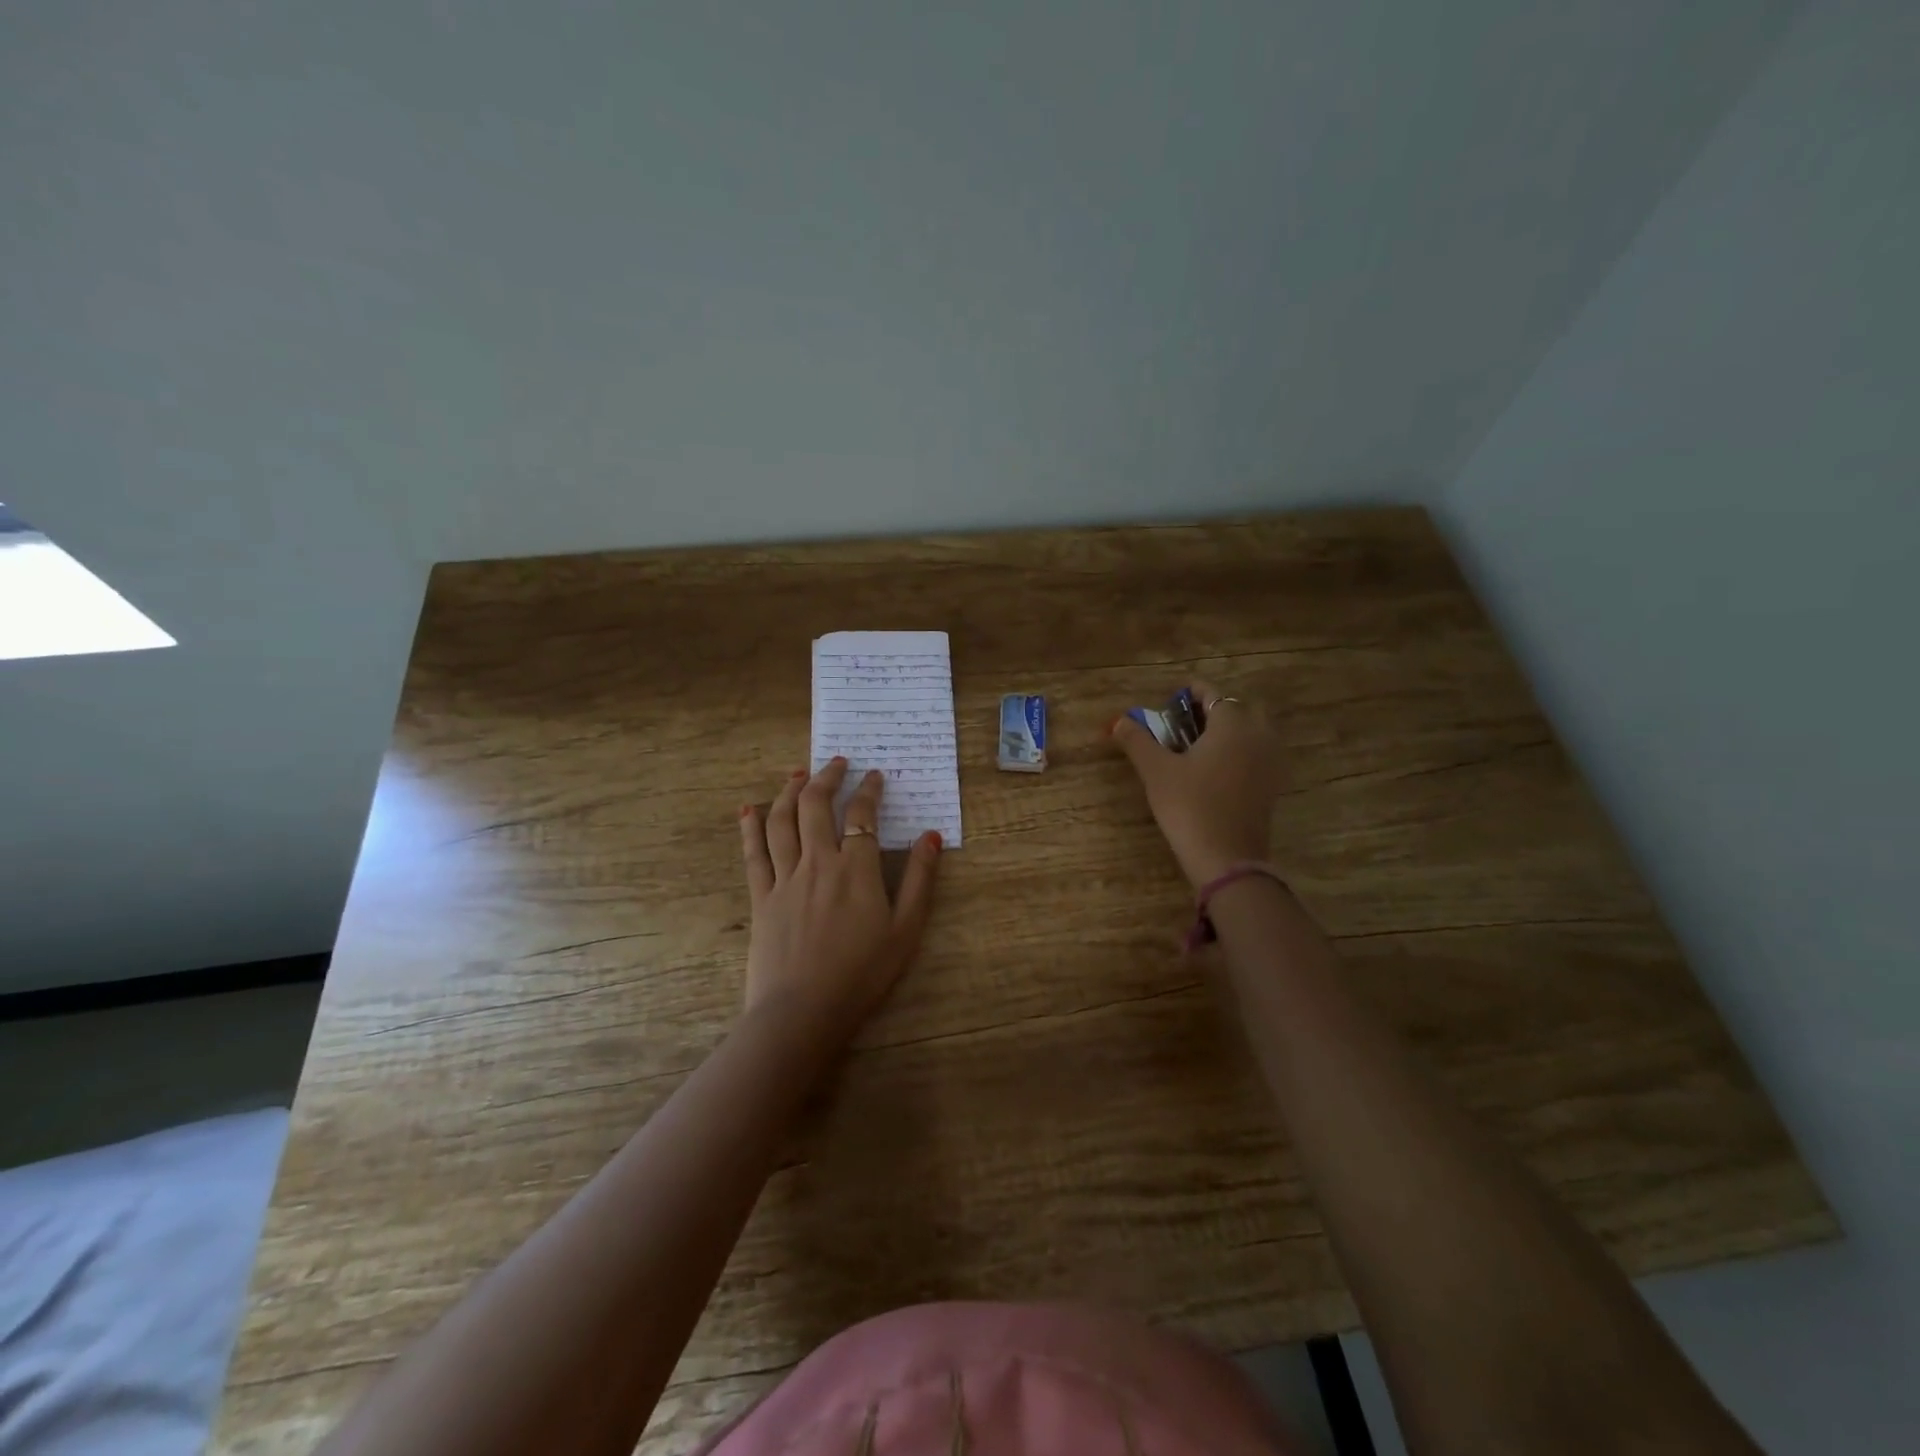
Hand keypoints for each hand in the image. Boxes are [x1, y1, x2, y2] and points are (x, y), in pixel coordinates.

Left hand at [738, 758, 942, 1038]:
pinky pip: (753, 854)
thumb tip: (932, 836)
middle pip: (816, 806)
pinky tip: (747, 809)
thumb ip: (921, 880)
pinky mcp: (761, 897)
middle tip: (835, 762)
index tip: (874, 776)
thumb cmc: (862, 974)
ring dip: (789, 791)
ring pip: (781, 821)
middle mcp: (818, 862)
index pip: (861, 815)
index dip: (868, 790)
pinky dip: (749, 827)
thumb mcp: (906, 930)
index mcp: (856, 869)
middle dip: (826, 777)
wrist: (803, 1012)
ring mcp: (785, 878)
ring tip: (797, 774)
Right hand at [1110, 680, 1286, 888]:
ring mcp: (1270, 762)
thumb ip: (1137, 740)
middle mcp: (1258, 735)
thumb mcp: (1156, 771)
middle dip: (1212, 710)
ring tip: (1197, 746)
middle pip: (1237, 709)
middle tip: (1184, 724)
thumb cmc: (1189, 806)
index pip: (1213, 694)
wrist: (1226, 858)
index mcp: (1232, 724)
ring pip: (1252, 732)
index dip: (1190, 692)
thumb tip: (1118, 721)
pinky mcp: (1272, 786)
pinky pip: (1257, 754)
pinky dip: (1239, 752)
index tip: (1171, 700)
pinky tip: (1214, 770)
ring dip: (1228, 730)